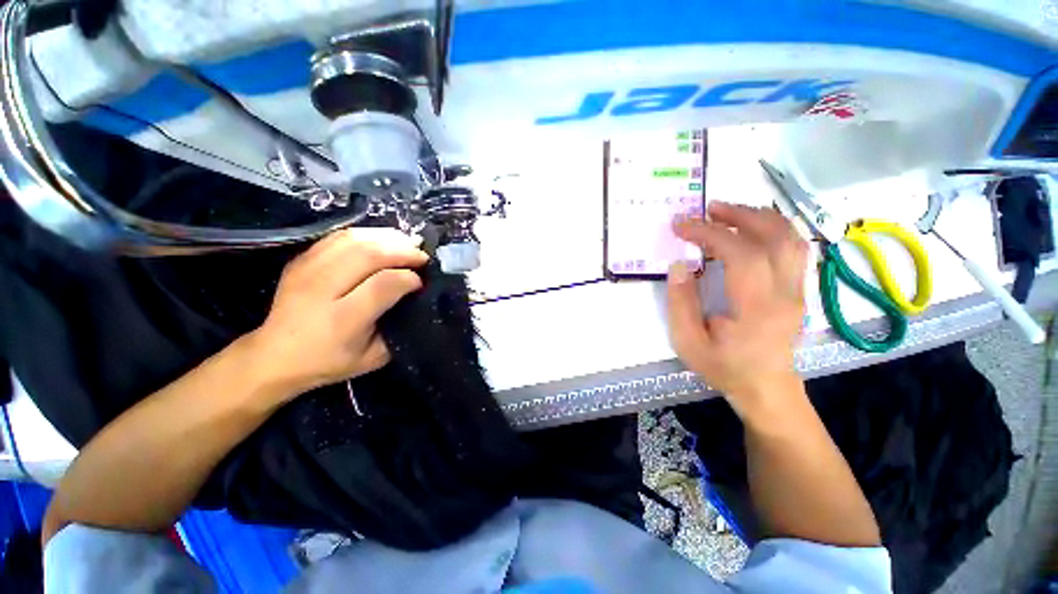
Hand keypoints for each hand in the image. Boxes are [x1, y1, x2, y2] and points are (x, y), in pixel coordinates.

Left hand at [244, 228, 428, 399]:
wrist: (275, 356)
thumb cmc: (330, 361)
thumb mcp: (374, 356)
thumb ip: (398, 328)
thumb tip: (416, 298)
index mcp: (343, 319)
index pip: (384, 284)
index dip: (409, 278)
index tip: (421, 281)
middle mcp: (322, 289)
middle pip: (368, 254)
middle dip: (403, 251)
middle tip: (422, 256)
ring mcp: (307, 270)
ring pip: (354, 239)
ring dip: (387, 238)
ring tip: (407, 244)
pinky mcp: (301, 260)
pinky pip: (339, 237)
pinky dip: (367, 234)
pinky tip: (382, 241)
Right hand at [667, 202, 808, 419]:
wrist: (765, 388)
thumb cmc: (723, 366)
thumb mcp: (688, 341)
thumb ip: (681, 303)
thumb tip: (679, 265)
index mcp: (757, 308)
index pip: (740, 254)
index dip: (709, 233)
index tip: (681, 226)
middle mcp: (785, 293)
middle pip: (774, 237)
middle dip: (739, 215)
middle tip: (708, 209)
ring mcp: (797, 289)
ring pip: (790, 238)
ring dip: (759, 217)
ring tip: (728, 212)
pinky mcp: (797, 289)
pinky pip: (793, 248)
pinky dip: (771, 229)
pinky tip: (750, 229)